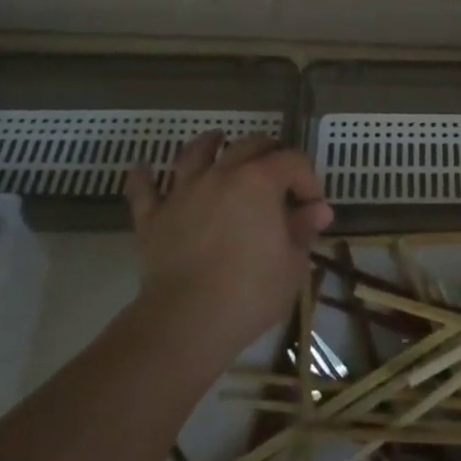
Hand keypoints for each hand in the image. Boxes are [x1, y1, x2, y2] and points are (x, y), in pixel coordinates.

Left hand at [124, 132, 333, 367]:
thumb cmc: (250, 291)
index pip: (293, 161)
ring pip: (195, 154)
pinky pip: (144, 190)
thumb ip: (303, 229)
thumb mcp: (293, 263)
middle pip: (248, 145)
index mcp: (260, 181)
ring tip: (215, 139)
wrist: (186, 321)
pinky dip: (143, 176)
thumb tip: (317, 210)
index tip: (313, 208)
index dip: (308, 179)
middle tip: (278, 173)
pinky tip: (142, 167)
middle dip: (269, 152)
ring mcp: (183, 193)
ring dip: (208, 143)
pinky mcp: (153, 218)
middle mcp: (221, 174)